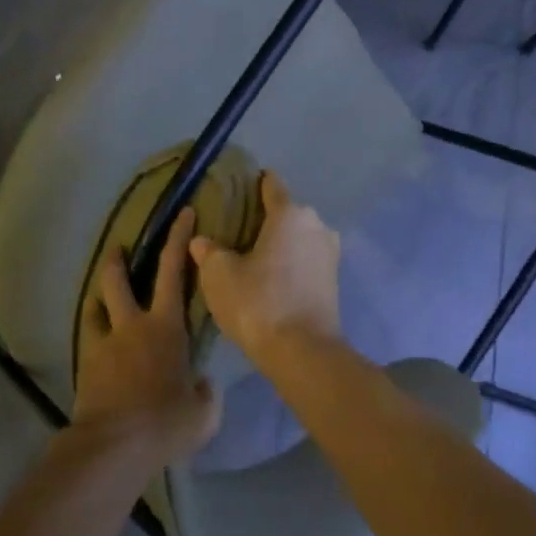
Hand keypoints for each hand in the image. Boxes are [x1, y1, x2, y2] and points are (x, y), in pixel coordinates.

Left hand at [72, 207, 220, 464]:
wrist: (114, 444)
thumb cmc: (166, 422)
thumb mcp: (203, 412)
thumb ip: (205, 392)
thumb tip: (200, 383)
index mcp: (166, 328)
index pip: (173, 272)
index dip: (178, 239)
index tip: (183, 214)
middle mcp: (131, 326)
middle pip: (118, 279)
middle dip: (120, 258)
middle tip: (120, 247)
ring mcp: (103, 344)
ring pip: (95, 306)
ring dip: (99, 295)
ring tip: (102, 296)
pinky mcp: (85, 365)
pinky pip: (88, 339)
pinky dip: (94, 333)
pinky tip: (99, 343)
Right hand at [189, 173, 340, 361]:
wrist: (302, 352)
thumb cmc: (258, 303)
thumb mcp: (219, 275)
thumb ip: (209, 252)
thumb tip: (201, 241)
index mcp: (290, 214)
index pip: (272, 185)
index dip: (255, 184)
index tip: (239, 187)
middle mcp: (316, 225)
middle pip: (287, 212)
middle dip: (265, 218)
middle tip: (237, 230)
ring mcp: (330, 254)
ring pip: (299, 238)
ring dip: (280, 243)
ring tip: (253, 256)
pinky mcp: (334, 281)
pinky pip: (306, 260)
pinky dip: (290, 263)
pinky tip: (271, 277)